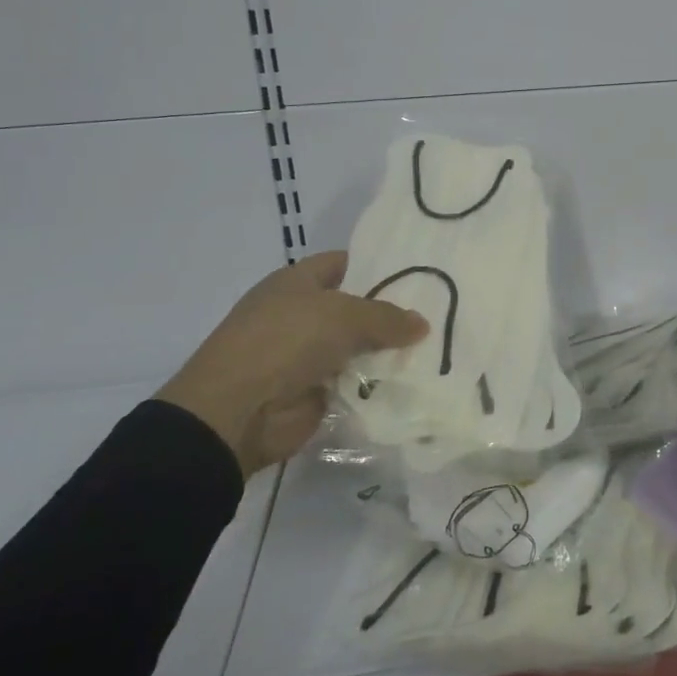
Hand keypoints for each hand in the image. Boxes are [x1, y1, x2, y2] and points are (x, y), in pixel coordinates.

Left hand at [159, 251, 427, 475]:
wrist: (236, 412)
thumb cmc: (285, 342)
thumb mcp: (343, 316)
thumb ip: (386, 317)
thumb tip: (422, 323)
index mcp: (296, 282)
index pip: (344, 263)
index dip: (377, 265)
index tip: (419, 272)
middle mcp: (301, 315)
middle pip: (356, 308)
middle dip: (392, 312)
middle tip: (439, 312)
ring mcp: (307, 356)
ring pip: (359, 348)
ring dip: (388, 352)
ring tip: (438, 348)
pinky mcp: (314, 392)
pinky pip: (355, 383)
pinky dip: (378, 385)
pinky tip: (415, 381)